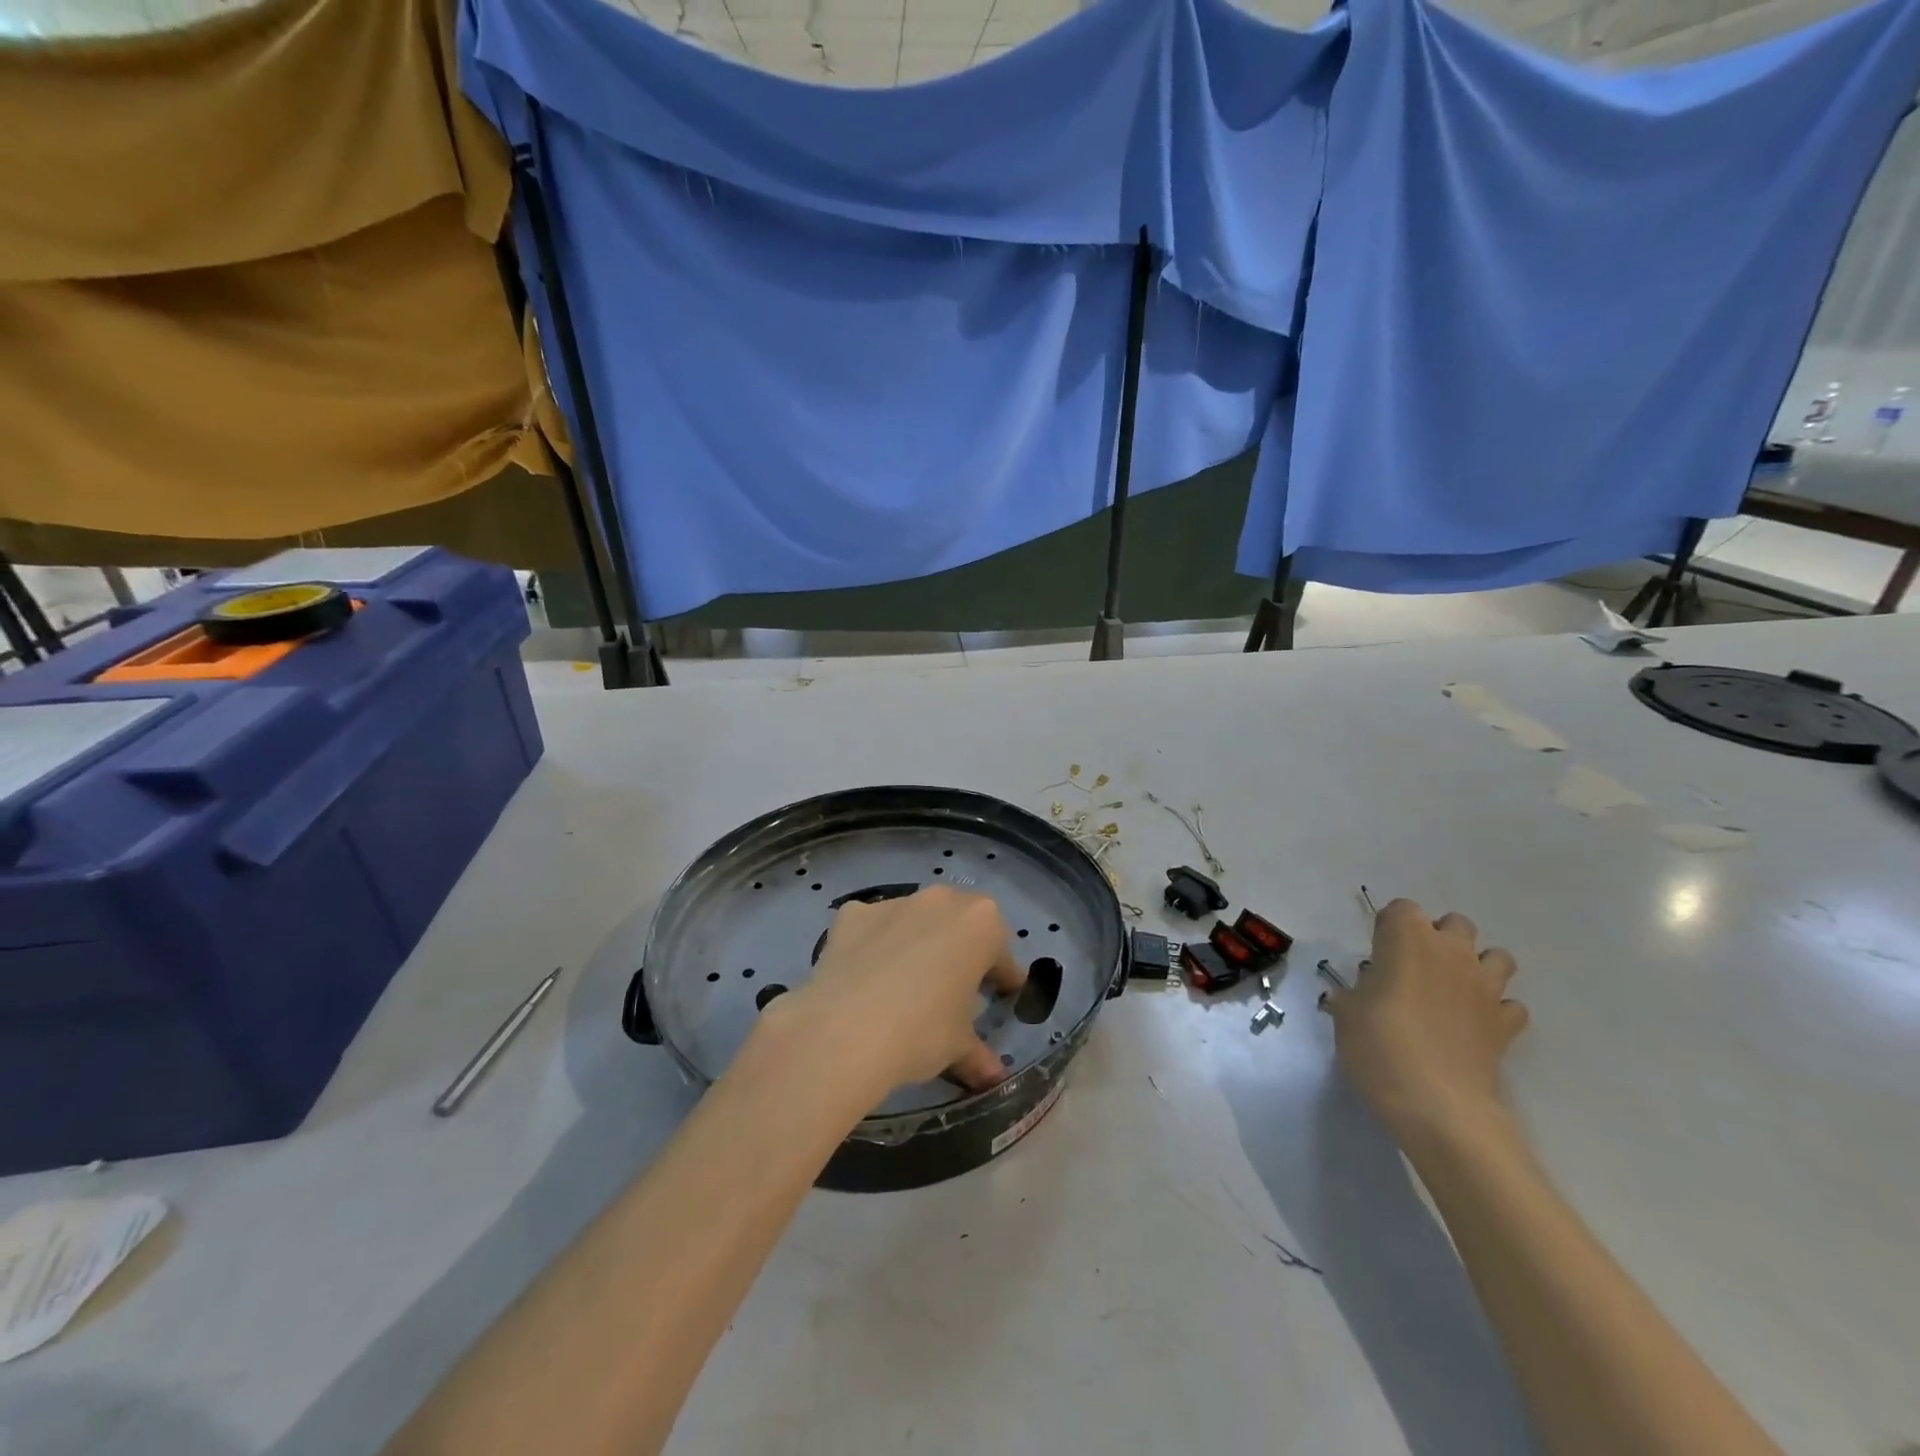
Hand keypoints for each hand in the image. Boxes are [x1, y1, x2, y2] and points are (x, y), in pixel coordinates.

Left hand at [774, 887, 1026, 1097]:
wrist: (843, 1031)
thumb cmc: (922, 1032)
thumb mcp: (959, 1047)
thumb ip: (979, 1054)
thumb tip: (993, 1077)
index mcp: (981, 924)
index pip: (1002, 954)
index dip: (1003, 978)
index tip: (1002, 996)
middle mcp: (940, 901)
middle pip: (960, 923)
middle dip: (962, 949)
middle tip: (956, 985)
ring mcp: (893, 903)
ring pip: (915, 919)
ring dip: (918, 941)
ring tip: (907, 981)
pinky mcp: (852, 914)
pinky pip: (872, 926)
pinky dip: (874, 943)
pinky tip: (866, 975)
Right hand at [1323, 898, 1527, 1137]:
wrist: (1437, 1105)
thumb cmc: (1379, 1045)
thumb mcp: (1346, 1014)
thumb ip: (1356, 993)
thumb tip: (1362, 992)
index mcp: (1407, 939)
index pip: (1401, 909)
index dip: (1389, 927)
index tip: (1377, 954)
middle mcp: (1451, 953)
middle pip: (1456, 924)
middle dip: (1439, 938)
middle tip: (1414, 969)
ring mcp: (1486, 988)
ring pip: (1497, 957)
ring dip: (1477, 966)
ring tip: (1452, 991)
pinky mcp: (1507, 1025)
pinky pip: (1510, 1005)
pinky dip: (1497, 1010)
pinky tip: (1475, 1025)